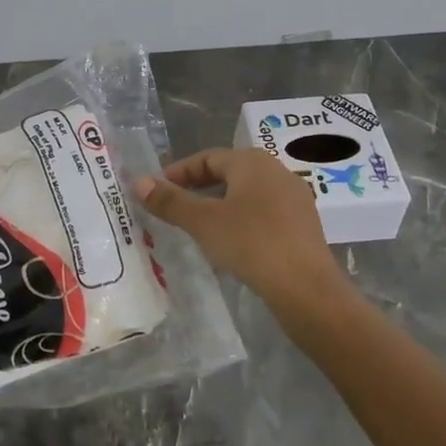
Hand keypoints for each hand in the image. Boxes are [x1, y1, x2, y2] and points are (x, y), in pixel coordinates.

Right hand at [134, 149, 342, 309]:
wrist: (306, 288)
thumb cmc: (251, 244)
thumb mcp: (203, 222)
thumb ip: (170, 201)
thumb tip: (139, 182)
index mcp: (252, 162)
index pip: (208, 158)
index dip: (180, 171)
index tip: (158, 188)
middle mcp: (276, 172)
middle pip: (230, 173)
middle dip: (200, 188)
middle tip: (175, 206)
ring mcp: (294, 198)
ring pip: (247, 195)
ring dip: (220, 206)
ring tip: (199, 227)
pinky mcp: (303, 225)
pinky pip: (264, 214)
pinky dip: (241, 221)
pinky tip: (231, 245)